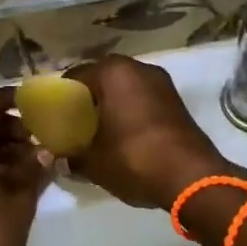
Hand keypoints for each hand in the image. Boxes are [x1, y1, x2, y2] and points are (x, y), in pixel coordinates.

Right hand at [62, 55, 237, 209]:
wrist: (192, 177)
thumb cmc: (134, 159)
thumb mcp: (94, 162)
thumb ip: (72, 156)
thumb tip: (60, 159)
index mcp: (113, 72)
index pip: (75, 75)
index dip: (61, 96)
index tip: (53, 117)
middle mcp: (138, 68)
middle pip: (102, 78)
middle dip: (87, 98)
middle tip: (74, 124)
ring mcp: (161, 82)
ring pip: (124, 87)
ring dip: (111, 104)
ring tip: (98, 130)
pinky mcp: (176, 99)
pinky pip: (142, 98)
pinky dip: (130, 110)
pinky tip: (123, 134)